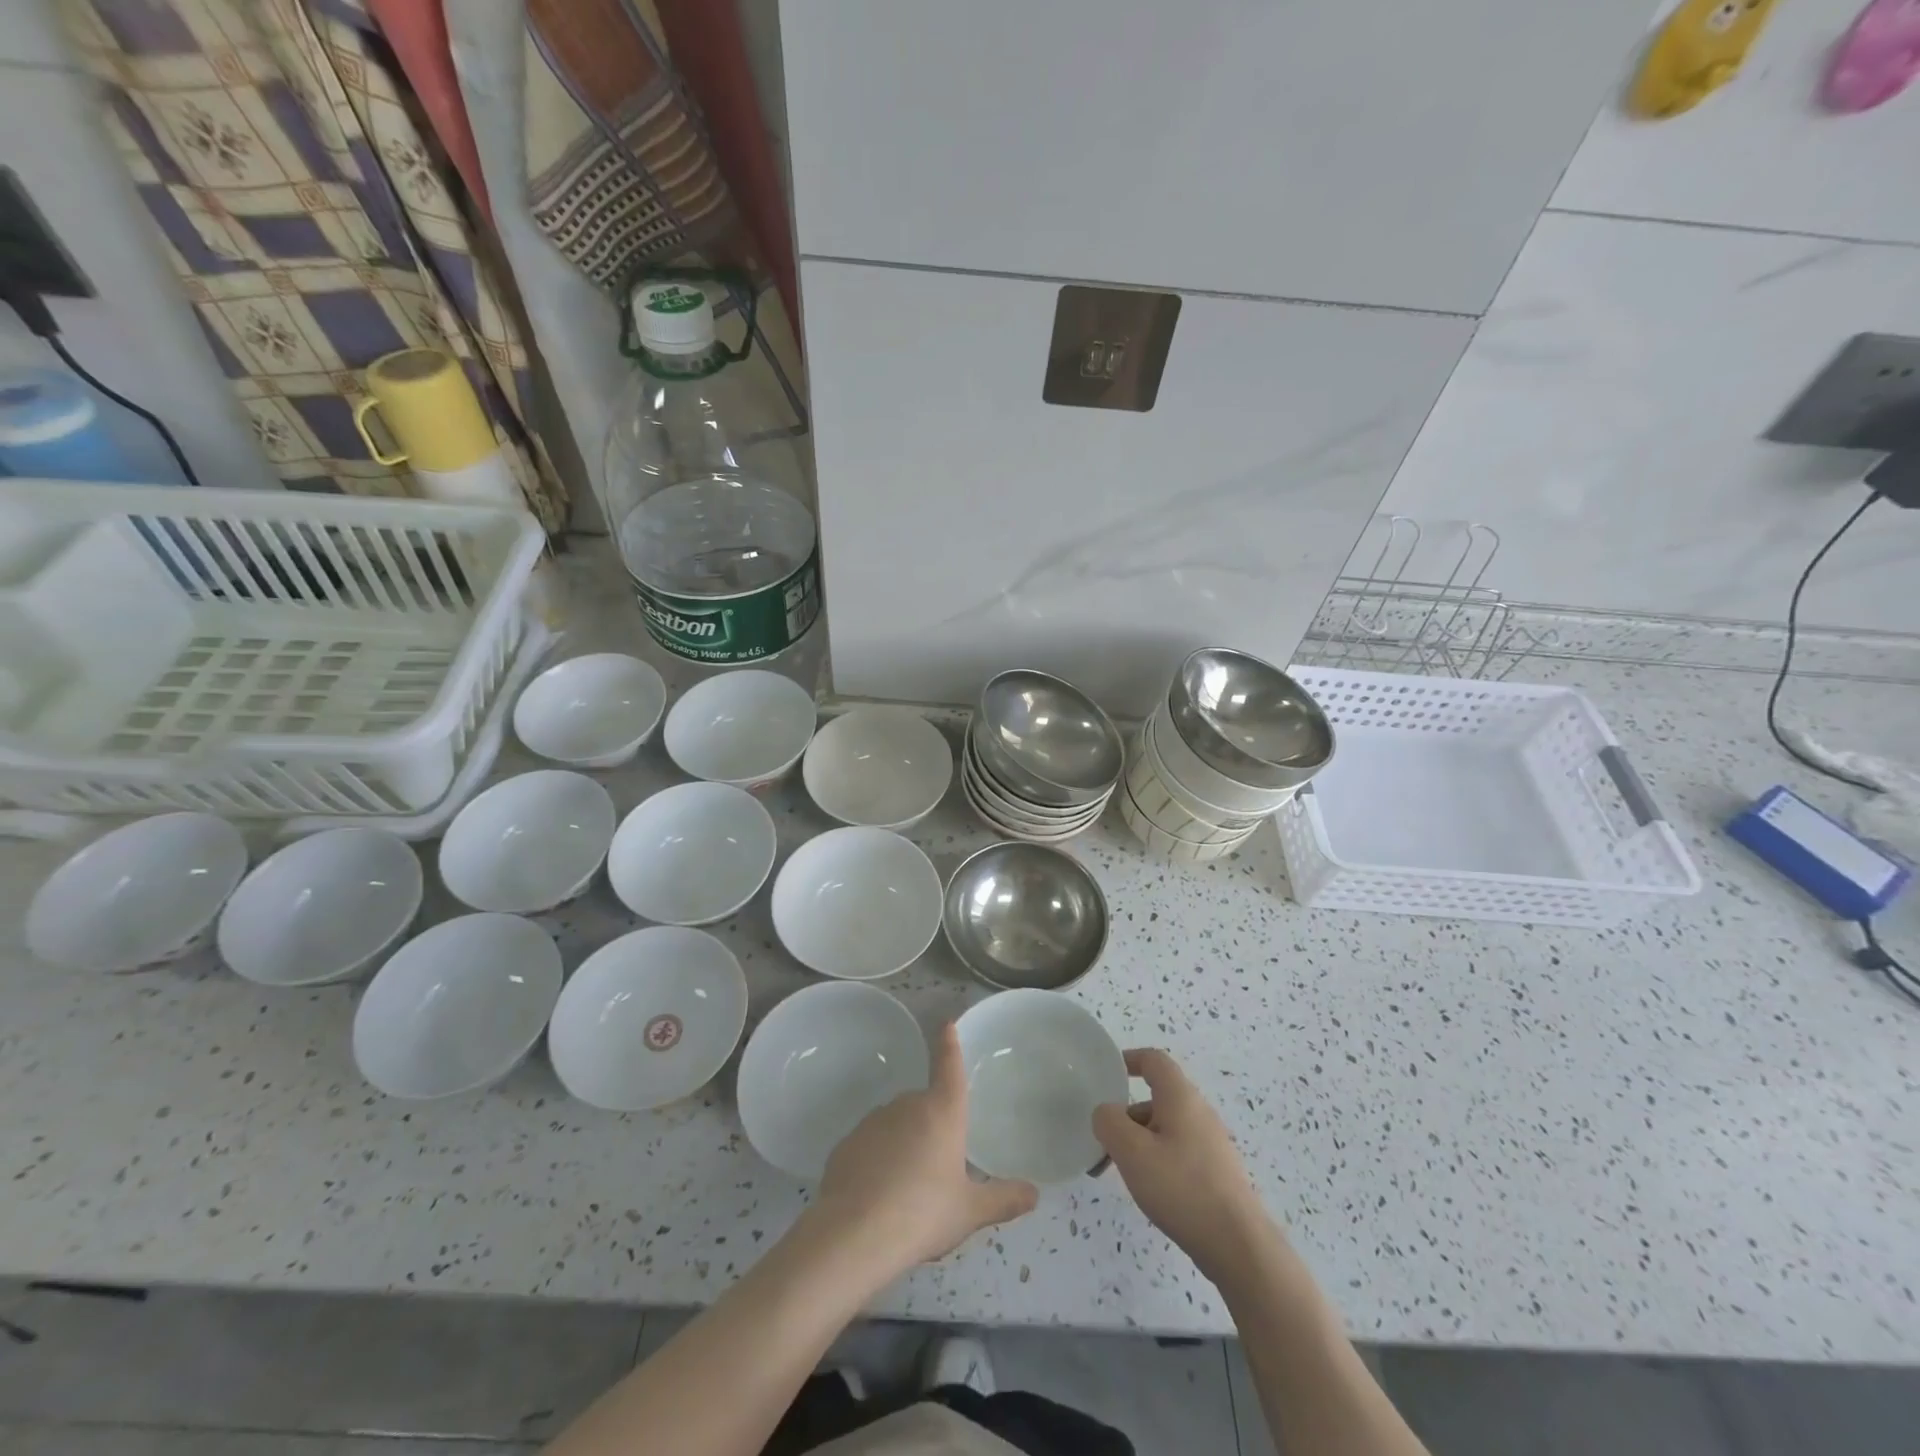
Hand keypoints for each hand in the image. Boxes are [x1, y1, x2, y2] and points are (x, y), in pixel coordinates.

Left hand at [812, 1023, 1037, 1272]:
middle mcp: (907, 1106)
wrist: (854, 1234)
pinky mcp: (846, 1144)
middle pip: (924, 1105)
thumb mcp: (970, 1211)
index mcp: (942, 1111)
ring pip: (896, 1125)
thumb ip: (1003, 1199)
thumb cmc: (923, 1213)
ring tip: (908, 1190)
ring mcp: (873, 1122)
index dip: (949, 1044)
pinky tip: (879, 1196)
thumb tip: (1035, 1193)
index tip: (947, 1023)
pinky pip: (870, 1146)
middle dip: (931, 1127)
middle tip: (938, 1168)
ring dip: (903, 1144)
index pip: (949, 1066)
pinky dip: (877, 1161)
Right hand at [1093, 1048, 1275, 1278]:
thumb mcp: (1132, 1152)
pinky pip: (1179, 1151)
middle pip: (1157, 1097)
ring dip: (1140, 1140)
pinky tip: (1151, 1190)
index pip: (1154, 1060)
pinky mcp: (1216, 1171)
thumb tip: (1106, 1112)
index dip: (1128, 1060)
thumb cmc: (1181, 1187)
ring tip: (1122, 1172)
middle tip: (1106, 1140)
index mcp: (1180, 1097)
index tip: (1107, 1076)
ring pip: (1166, 1127)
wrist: (1238, 1245)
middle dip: (1127, 1114)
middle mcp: (1199, 1112)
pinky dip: (1158, 1159)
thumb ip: (1109, 1122)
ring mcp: (1211, 1143)